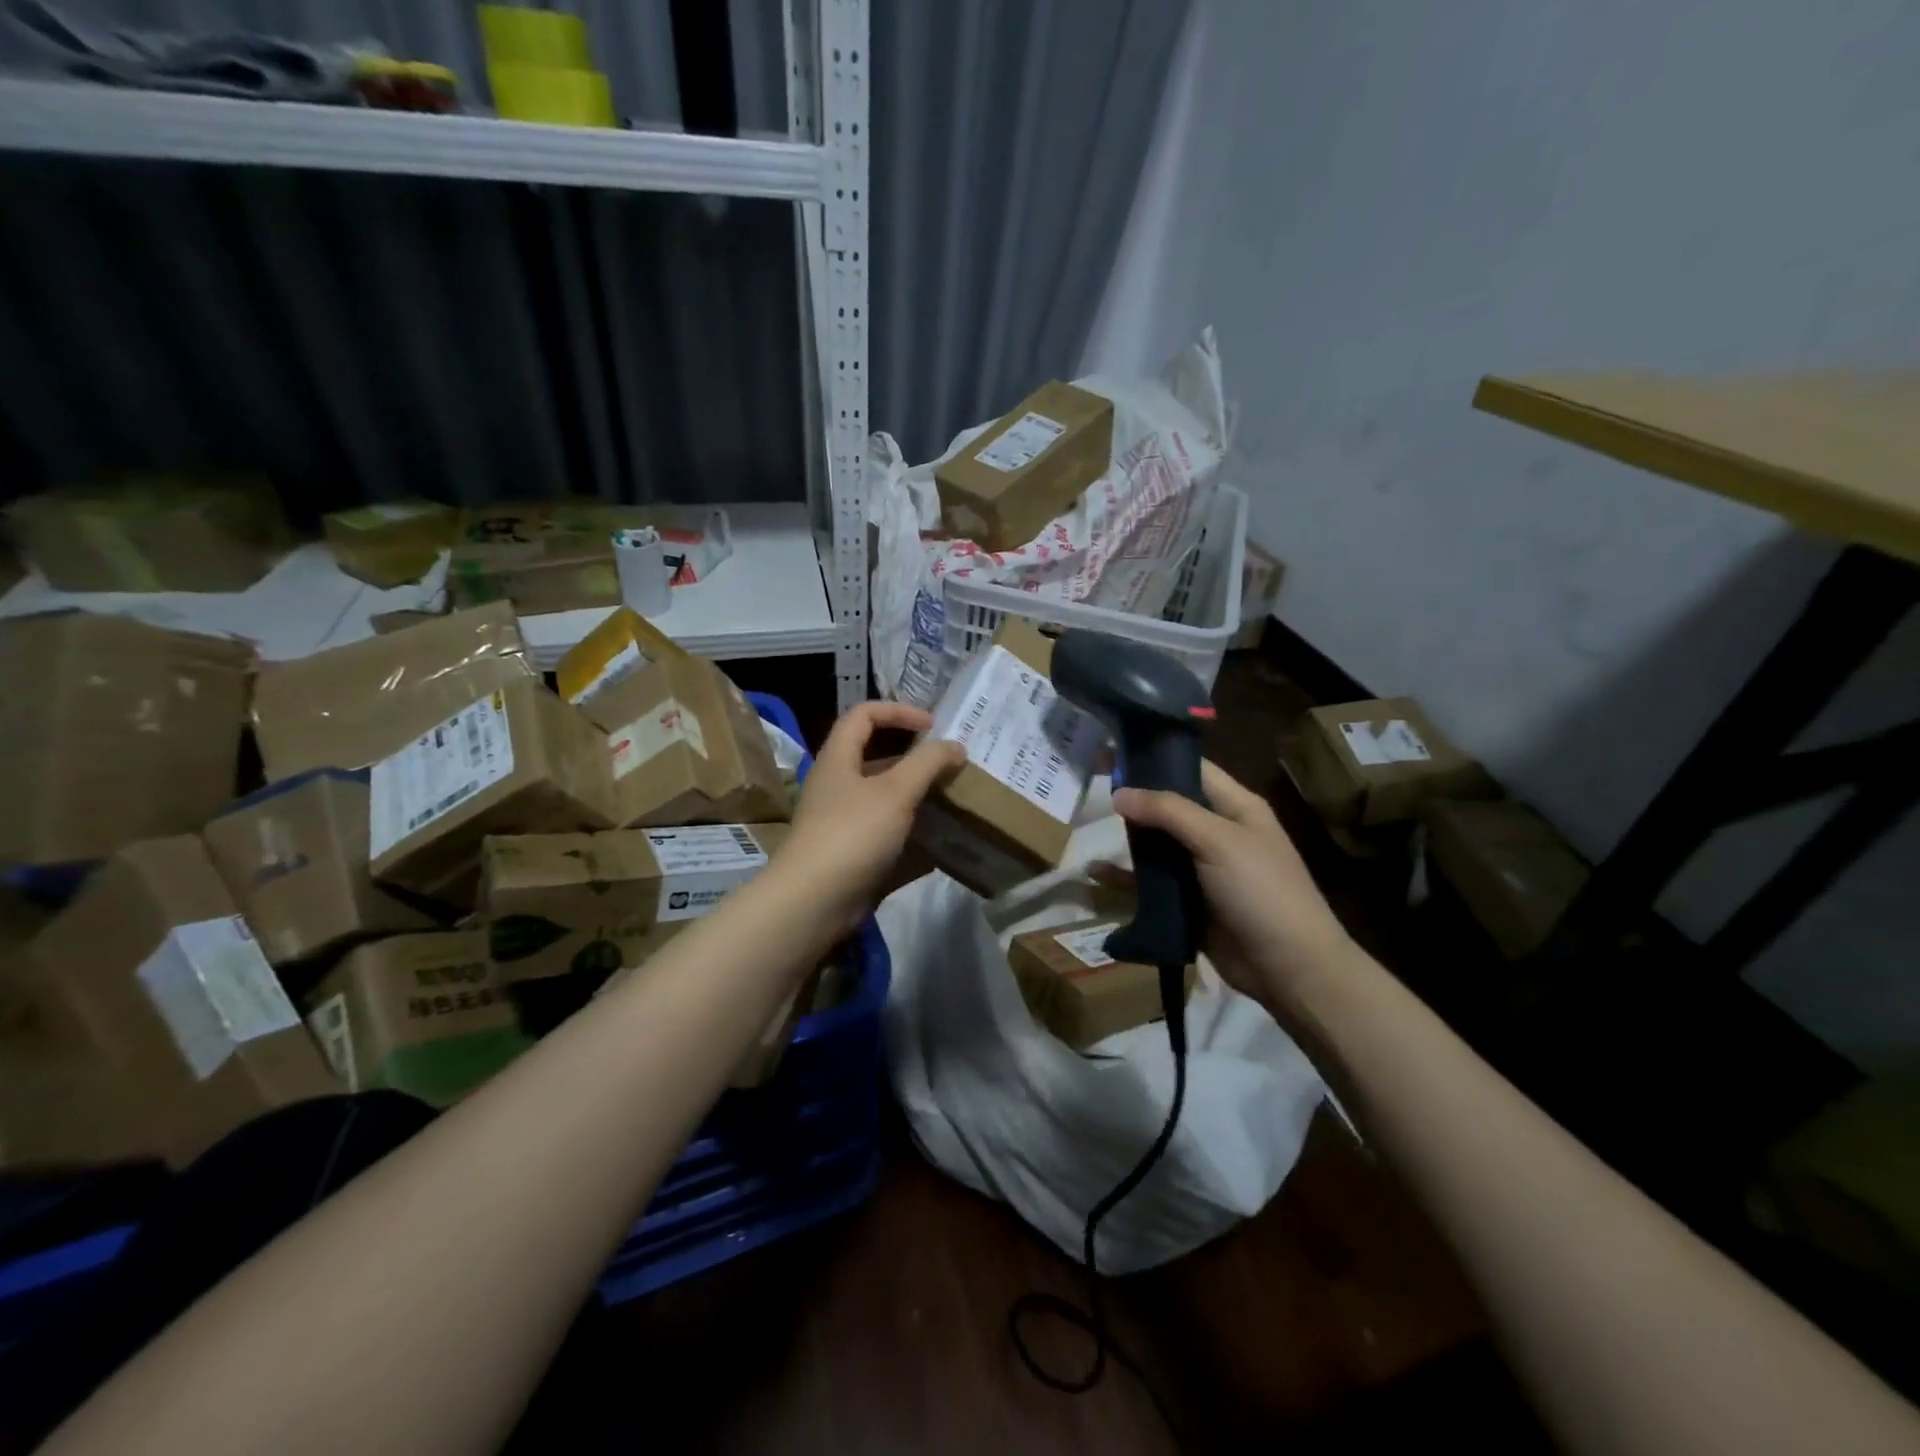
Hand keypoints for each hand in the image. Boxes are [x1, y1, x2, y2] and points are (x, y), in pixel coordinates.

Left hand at [775, 702, 965, 933]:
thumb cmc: (852, 834)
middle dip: (916, 758)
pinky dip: (915, 835)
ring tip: (955, 801)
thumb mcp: (895, 792)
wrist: (813, 903)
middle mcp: (838, 785)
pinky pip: (889, 835)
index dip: (899, 712)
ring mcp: (845, 822)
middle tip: (951, 764)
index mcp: (839, 758)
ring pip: (886, 799)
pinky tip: (945, 843)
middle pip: (877, 757)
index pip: (864, 714)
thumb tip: (955, 745)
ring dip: (919, 797)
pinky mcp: (854, 855)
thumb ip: (928, 764)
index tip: (934, 726)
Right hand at [1113, 761, 1355, 1010]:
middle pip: (1168, 806)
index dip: (1155, 757)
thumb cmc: (1261, 891)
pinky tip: (1097, 874)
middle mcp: (1217, 831)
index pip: (1191, 768)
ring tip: (1084, 827)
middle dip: (1133, 799)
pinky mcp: (1187, 901)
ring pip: (1156, 844)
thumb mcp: (1218, 840)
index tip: (1113, 751)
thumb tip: (1118, 793)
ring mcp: (1201, 868)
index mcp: (1235, 807)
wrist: (1289, 968)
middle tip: (1088, 786)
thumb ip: (1168, 811)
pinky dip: (1126, 877)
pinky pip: (1151, 882)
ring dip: (1126, 839)